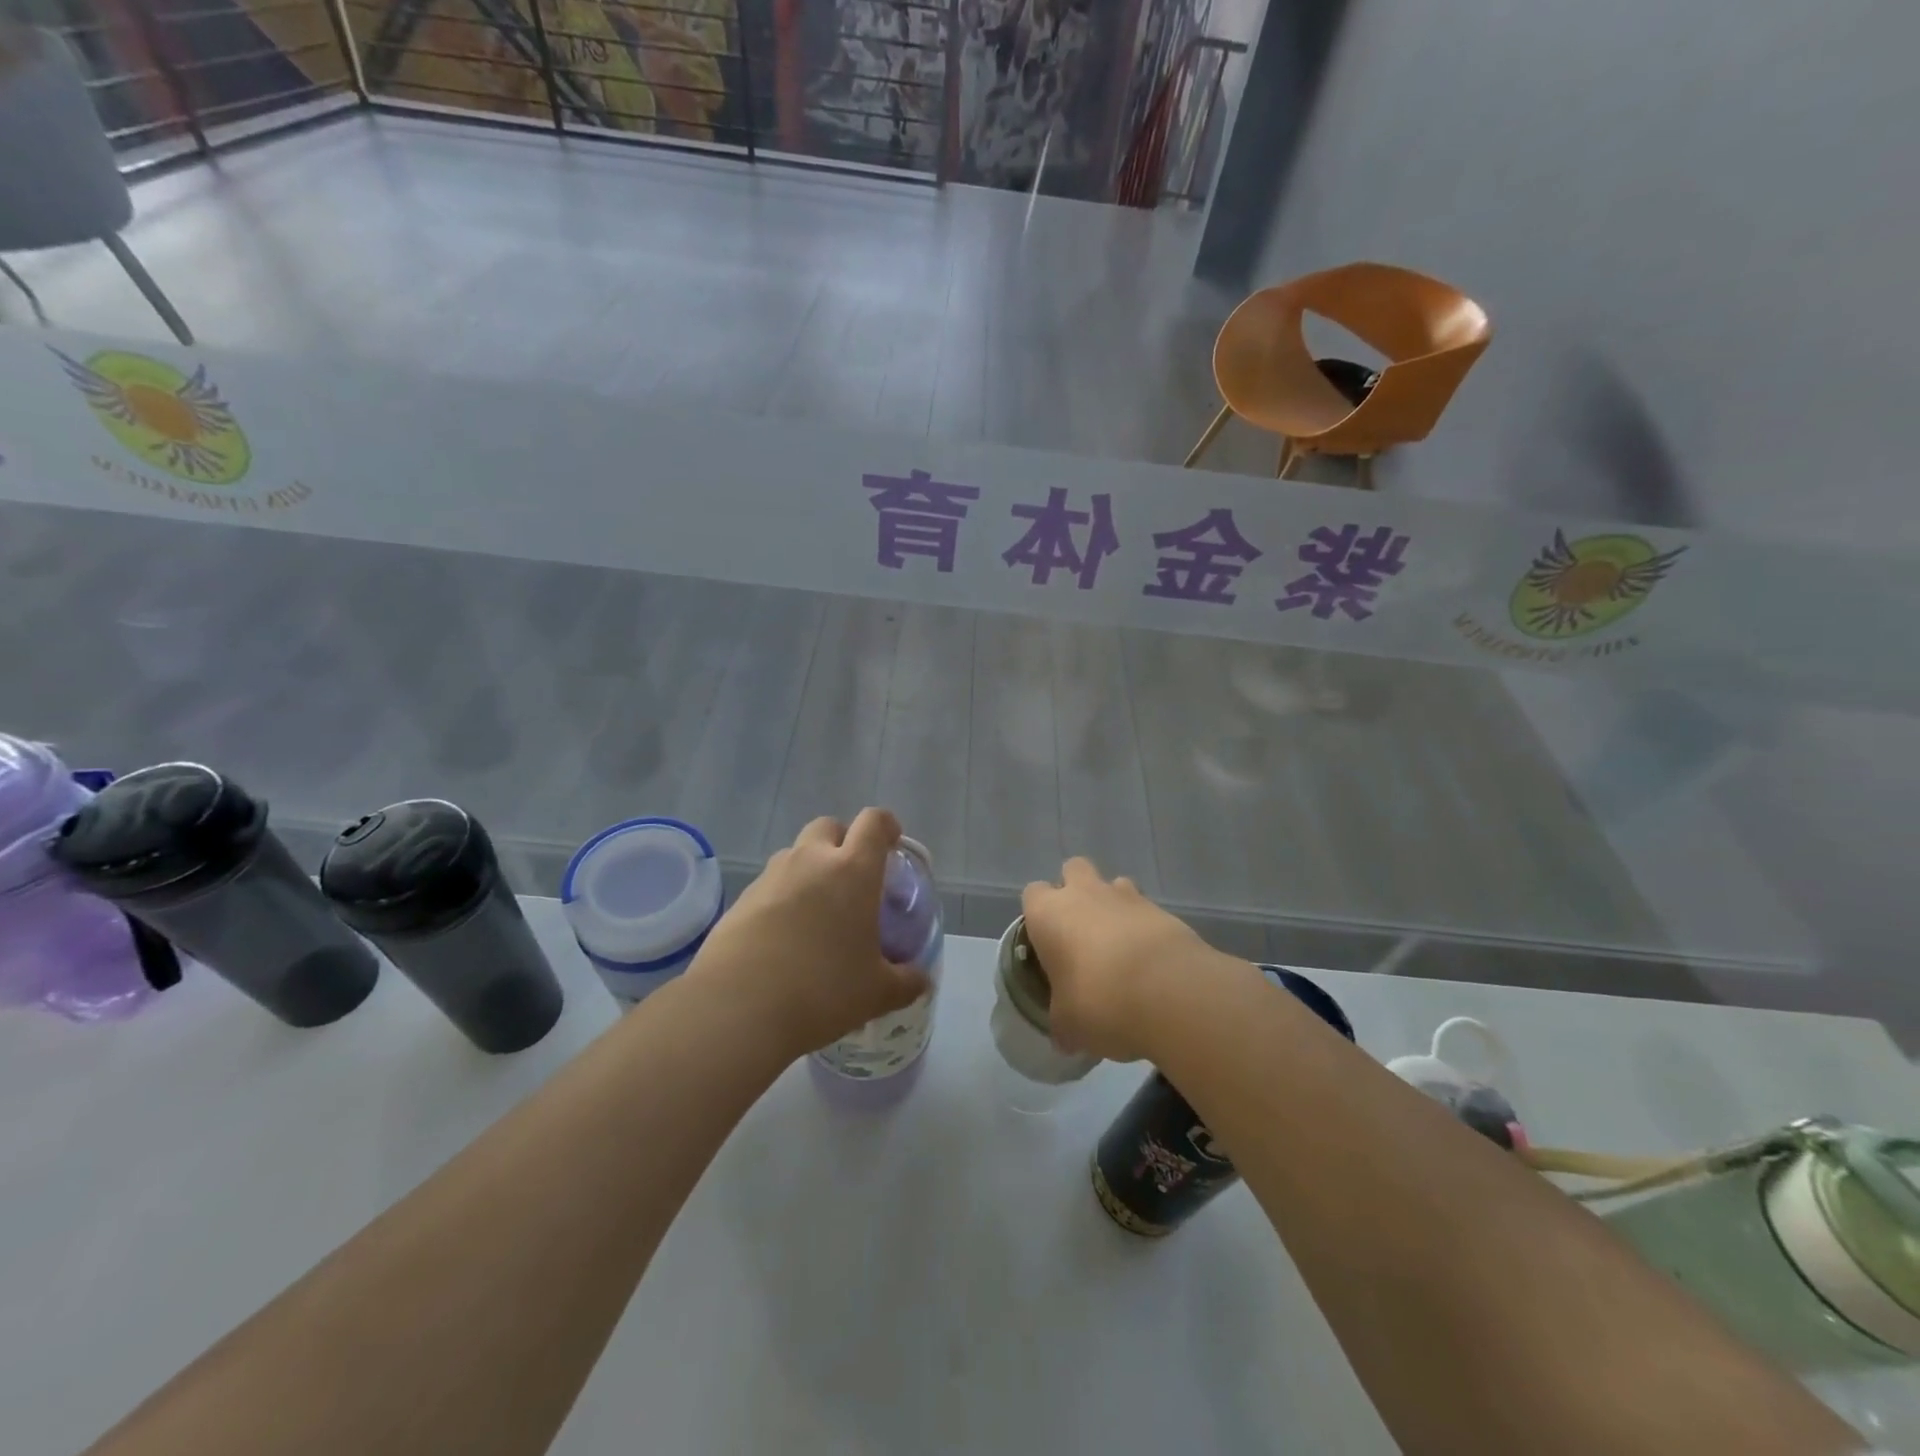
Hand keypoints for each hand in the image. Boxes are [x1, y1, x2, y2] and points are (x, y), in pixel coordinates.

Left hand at [692, 809, 930, 1057]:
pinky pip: (770, 884)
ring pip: (795, 854)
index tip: (892, 845)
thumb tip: (922, 981)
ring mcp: (771, 877)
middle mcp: (811, 861)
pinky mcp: (741, 900)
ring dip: (810, 869)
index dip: (886, 827)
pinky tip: (784, 937)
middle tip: (852, 880)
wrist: (737, 1008)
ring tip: (816, 912)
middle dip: (843, 842)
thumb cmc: (822, 991)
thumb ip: (906, 982)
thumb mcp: (877, 993)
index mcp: (853, 870)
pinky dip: (782, 897)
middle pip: (829, 826)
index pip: (874, 822)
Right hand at [1021, 857, 1228, 1062]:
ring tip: (1121, 946)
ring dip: (1114, 906)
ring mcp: (1127, 897)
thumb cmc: (1100, 1001)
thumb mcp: (1069, 1025)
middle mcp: (1084, 893)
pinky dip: (1145, 928)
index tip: (1046, 942)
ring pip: (1113, 884)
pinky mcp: (1163, 910)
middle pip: (1073, 869)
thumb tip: (1064, 1038)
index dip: (1038, 915)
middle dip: (1076, 890)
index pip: (1032, 894)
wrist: (1170, 992)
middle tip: (1081, 932)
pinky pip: (1146, 910)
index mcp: (1049, 913)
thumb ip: (1062, 1023)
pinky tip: (1150, 962)